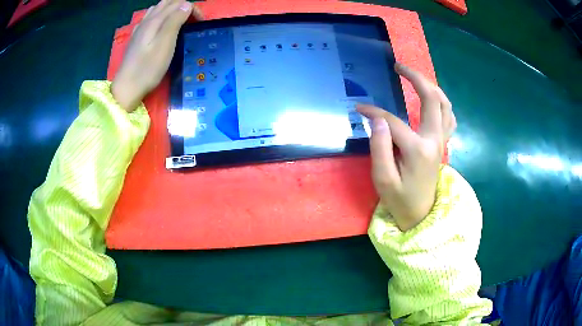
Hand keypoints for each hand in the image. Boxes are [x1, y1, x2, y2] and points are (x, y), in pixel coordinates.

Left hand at [111, 0, 202, 111]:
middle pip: (167, 2)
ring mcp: (140, 28)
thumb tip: (186, 5)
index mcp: (155, 20)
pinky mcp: (136, 38)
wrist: (127, 88)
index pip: (178, 3)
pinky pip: (148, 18)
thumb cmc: (148, 68)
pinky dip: (159, 16)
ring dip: (171, 10)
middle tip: (192, 20)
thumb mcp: (165, 44)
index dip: (192, 8)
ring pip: (157, 8)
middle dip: (182, 6)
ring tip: (179, 20)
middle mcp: (147, 20)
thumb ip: (175, 21)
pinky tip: (160, 26)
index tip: (200, 22)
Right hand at [357, 63, 455, 230]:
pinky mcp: (442, 144)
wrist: (421, 215)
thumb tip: (376, 119)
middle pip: (431, 98)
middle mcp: (434, 139)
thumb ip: (380, 147)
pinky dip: (441, 103)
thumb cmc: (400, 200)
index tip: (359, 108)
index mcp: (418, 149)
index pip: (392, 121)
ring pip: (444, 104)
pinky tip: (432, 99)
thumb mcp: (383, 179)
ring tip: (414, 77)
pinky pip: (448, 116)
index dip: (373, 112)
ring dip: (431, 86)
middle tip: (398, 66)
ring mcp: (441, 141)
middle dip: (415, 77)